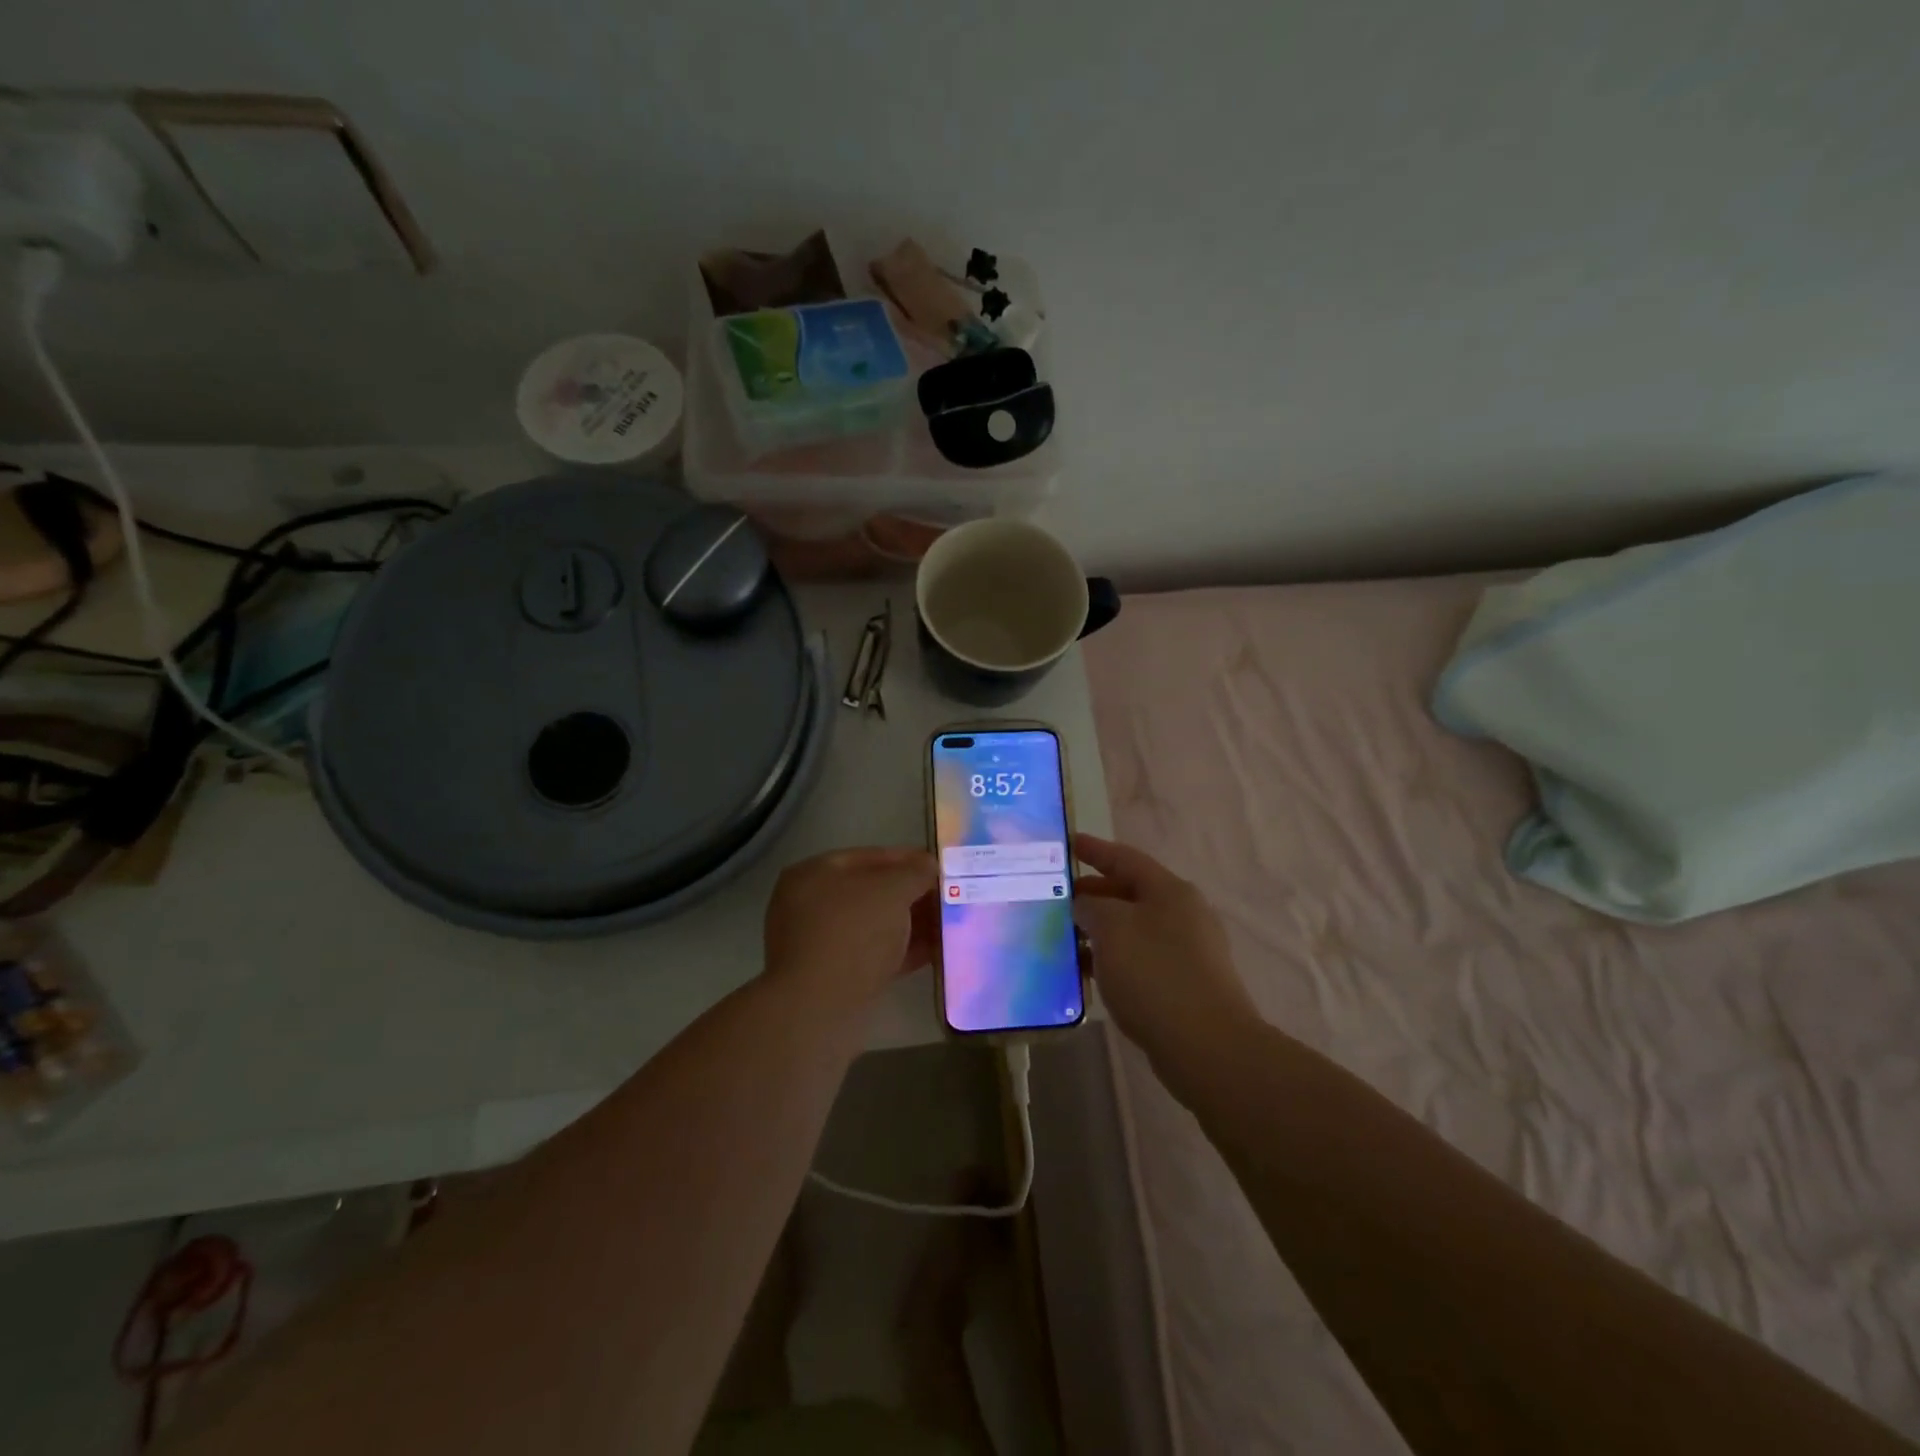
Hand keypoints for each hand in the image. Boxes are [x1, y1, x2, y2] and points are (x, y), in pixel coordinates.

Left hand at [763, 847, 938, 1007]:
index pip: (869, 857)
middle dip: (913, 894)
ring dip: (912, 924)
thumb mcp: (891, 890)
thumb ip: (915, 872)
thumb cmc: (853, 933)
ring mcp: (822, 944)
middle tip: (949, 897)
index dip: (908, 859)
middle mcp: (812, 905)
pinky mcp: (835, 978)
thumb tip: (928, 866)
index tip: (941, 867)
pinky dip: (904, 951)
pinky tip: (938, 951)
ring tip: (951, 924)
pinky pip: (876, 955)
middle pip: (873, 892)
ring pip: (876, 926)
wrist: (819, 1010)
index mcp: (815, 874)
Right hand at [1073, 833, 1257, 1062]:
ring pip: (1132, 929)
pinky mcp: (1183, 985)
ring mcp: (1186, 951)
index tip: (1068, 843)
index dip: (1094, 850)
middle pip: (1130, 893)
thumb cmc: (1155, 974)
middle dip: (1092, 894)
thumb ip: (1091, 907)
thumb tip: (1087, 906)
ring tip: (1062, 936)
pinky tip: (1087, 973)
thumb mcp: (1112, 929)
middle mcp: (1182, 914)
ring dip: (1099, 930)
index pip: (1125, 858)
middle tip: (1056, 897)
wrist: (1207, 1046)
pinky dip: (1112, 959)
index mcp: (1170, 891)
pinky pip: (1139, 959)